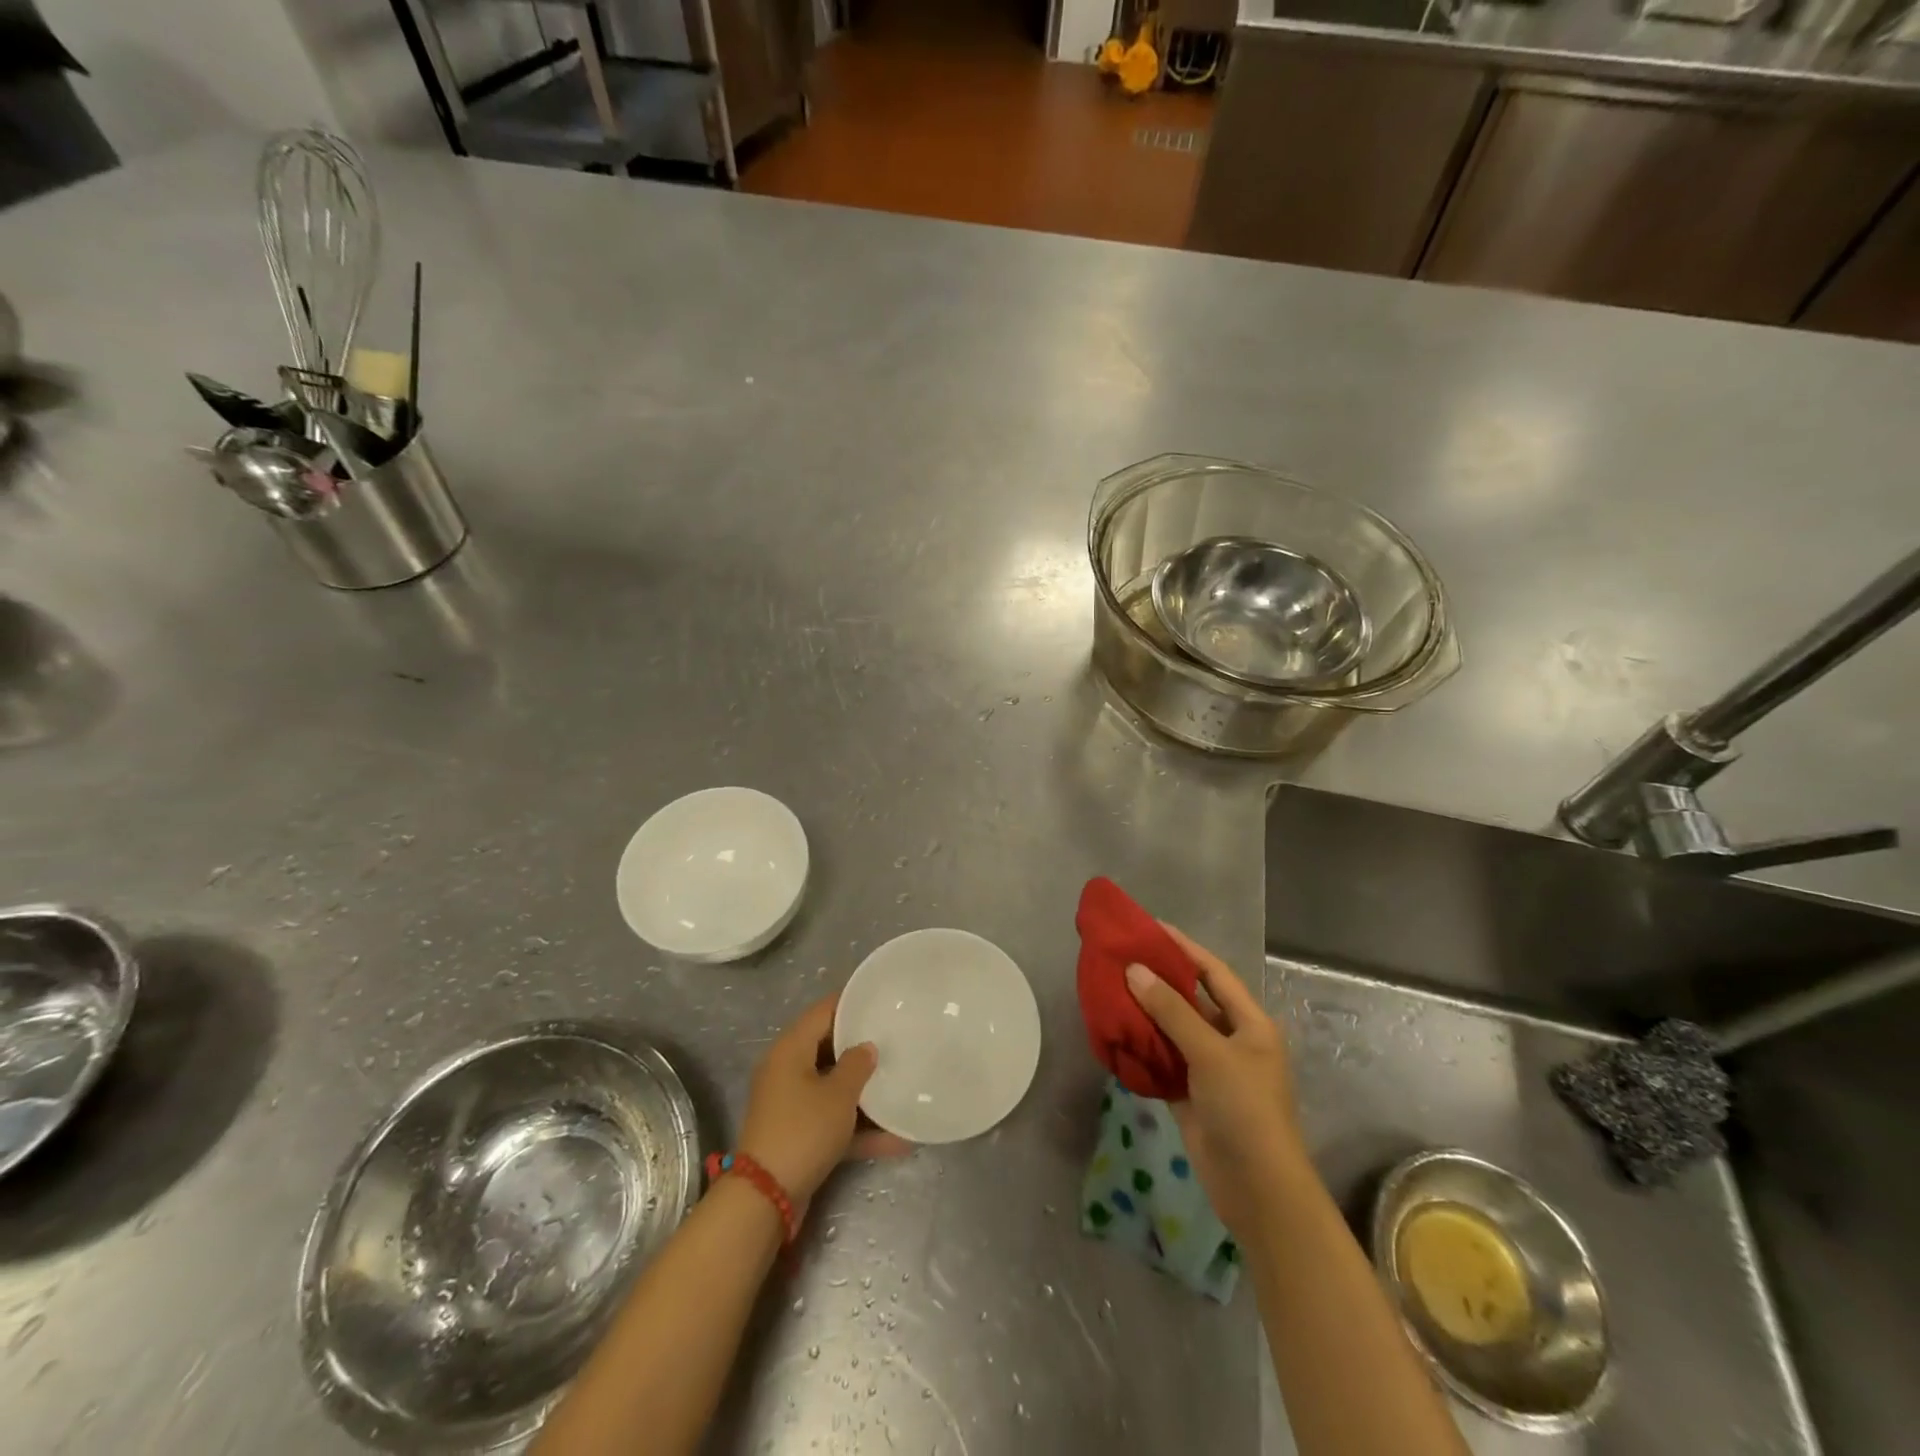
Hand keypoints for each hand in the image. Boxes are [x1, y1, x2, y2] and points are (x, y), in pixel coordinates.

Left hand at [738, 995, 912, 1218]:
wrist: (765, 1197)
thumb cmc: (803, 1130)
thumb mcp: (837, 1095)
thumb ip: (856, 1065)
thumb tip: (866, 1047)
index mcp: (790, 1049)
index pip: (823, 1011)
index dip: (851, 1002)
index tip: (880, 998)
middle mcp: (787, 1070)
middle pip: (828, 1048)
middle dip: (861, 1047)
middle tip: (896, 1038)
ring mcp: (791, 1104)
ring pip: (833, 1087)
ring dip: (864, 1092)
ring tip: (901, 1084)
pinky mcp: (797, 1134)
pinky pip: (832, 1120)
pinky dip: (859, 1128)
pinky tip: (898, 1140)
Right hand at [1124, 925, 1307, 1239]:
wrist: (1258, 1190)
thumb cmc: (1246, 1110)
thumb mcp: (1211, 1053)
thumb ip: (1172, 1012)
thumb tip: (1134, 971)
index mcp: (1249, 1023)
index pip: (1213, 972)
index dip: (1184, 947)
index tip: (1149, 927)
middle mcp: (1231, 1039)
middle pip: (1190, 999)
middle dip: (1158, 979)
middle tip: (1120, 957)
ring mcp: (1210, 1068)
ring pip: (1173, 1030)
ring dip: (1146, 1013)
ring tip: (1110, 988)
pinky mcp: (1191, 1094)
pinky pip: (1163, 1060)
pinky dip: (1142, 1048)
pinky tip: (1115, 1032)